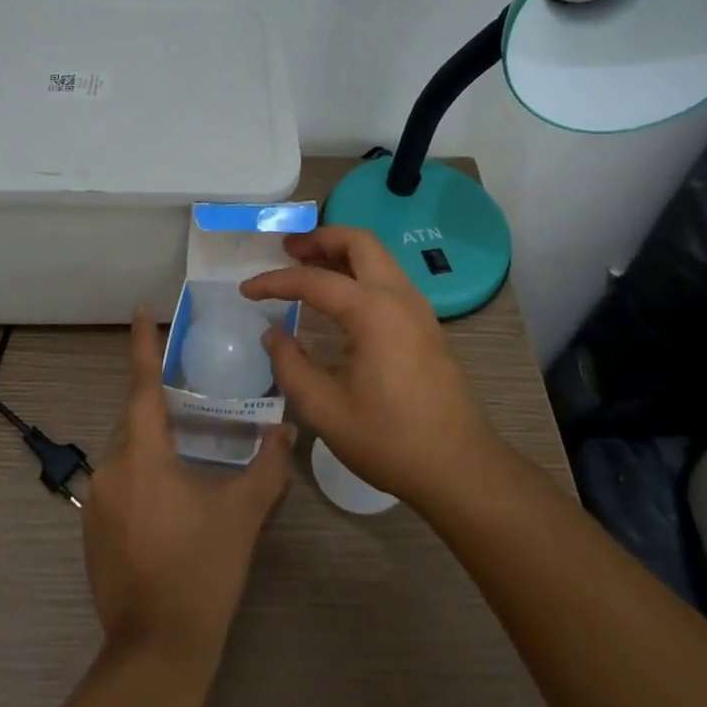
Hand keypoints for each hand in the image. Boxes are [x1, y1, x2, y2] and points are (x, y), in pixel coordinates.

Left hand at [80, 308, 294, 669]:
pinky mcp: (91, 527)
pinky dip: (141, 470)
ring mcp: (95, 500)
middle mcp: (111, 468)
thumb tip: (287, 428)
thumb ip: (268, 465)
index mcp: (143, 455)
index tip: (141, 311)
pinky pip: (119, 479)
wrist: (157, 650)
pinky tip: (170, 495)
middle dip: (157, 401)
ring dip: (152, 440)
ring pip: (126, 450)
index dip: (142, 346)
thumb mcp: (243, 513)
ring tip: (187, 445)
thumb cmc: (203, 571)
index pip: (141, 386)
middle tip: (190, 393)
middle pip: (133, 418)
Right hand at [240, 225, 498, 508]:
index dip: (275, 282)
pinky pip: (388, 279)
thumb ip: (291, 366)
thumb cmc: (390, 440)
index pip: (314, 281)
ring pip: (377, 257)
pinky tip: (338, 299)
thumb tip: (273, 334)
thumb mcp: (325, 410)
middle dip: (319, 238)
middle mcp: (399, 297)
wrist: (460, 468)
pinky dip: (359, 273)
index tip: (246, 290)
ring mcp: (418, 309)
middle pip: (359, 242)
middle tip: (287, 251)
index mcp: (373, 312)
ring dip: (341, 253)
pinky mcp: (425, 325)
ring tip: (306, 268)